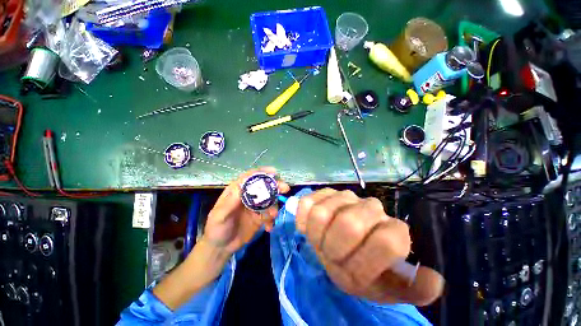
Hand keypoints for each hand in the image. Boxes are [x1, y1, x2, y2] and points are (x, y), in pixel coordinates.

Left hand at [203, 167, 289, 254]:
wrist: (221, 247)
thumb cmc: (216, 229)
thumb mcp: (220, 216)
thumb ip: (230, 202)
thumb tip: (241, 186)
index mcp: (237, 191)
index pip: (250, 177)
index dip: (261, 172)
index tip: (274, 172)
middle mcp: (248, 196)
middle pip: (263, 186)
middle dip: (275, 186)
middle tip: (285, 188)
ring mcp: (255, 206)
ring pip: (269, 200)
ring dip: (274, 206)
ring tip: (273, 215)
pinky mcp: (260, 217)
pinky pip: (270, 214)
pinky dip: (272, 220)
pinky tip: (269, 227)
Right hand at [295, 189, 443, 305]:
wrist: (343, 246)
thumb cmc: (364, 269)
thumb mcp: (387, 288)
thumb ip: (413, 289)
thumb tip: (434, 278)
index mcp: (391, 233)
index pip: (388, 241)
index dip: (366, 264)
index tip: (355, 272)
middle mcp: (370, 208)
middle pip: (349, 224)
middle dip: (336, 249)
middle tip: (334, 257)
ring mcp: (342, 197)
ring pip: (322, 213)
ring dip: (318, 236)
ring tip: (323, 242)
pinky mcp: (321, 194)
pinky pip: (306, 204)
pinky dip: (303, 221)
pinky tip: (309, 229)